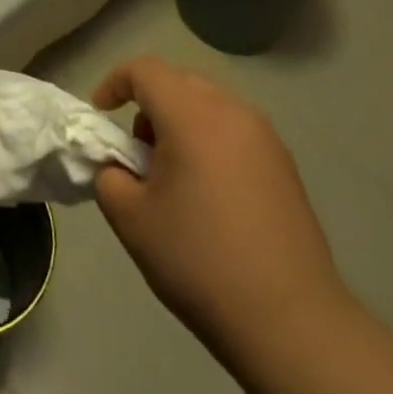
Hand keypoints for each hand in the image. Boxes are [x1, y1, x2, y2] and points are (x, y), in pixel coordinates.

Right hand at [91, 57, 343, 353]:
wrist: (292, 322)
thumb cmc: (200, 262)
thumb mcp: (132, 220)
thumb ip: (109, 176)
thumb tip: (118, 166)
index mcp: (192, 116)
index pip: (145, 70)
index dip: (115, 83)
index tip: (101, 115)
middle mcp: (232, 112)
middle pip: (178, 82)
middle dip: (149, 104)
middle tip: (137, 153)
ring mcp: (264, 137)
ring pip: (209, 105)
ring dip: (180, 123)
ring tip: (173, 177)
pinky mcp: (285, 165)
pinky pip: (234, 131)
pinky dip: (210, 142)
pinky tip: (210, 196)